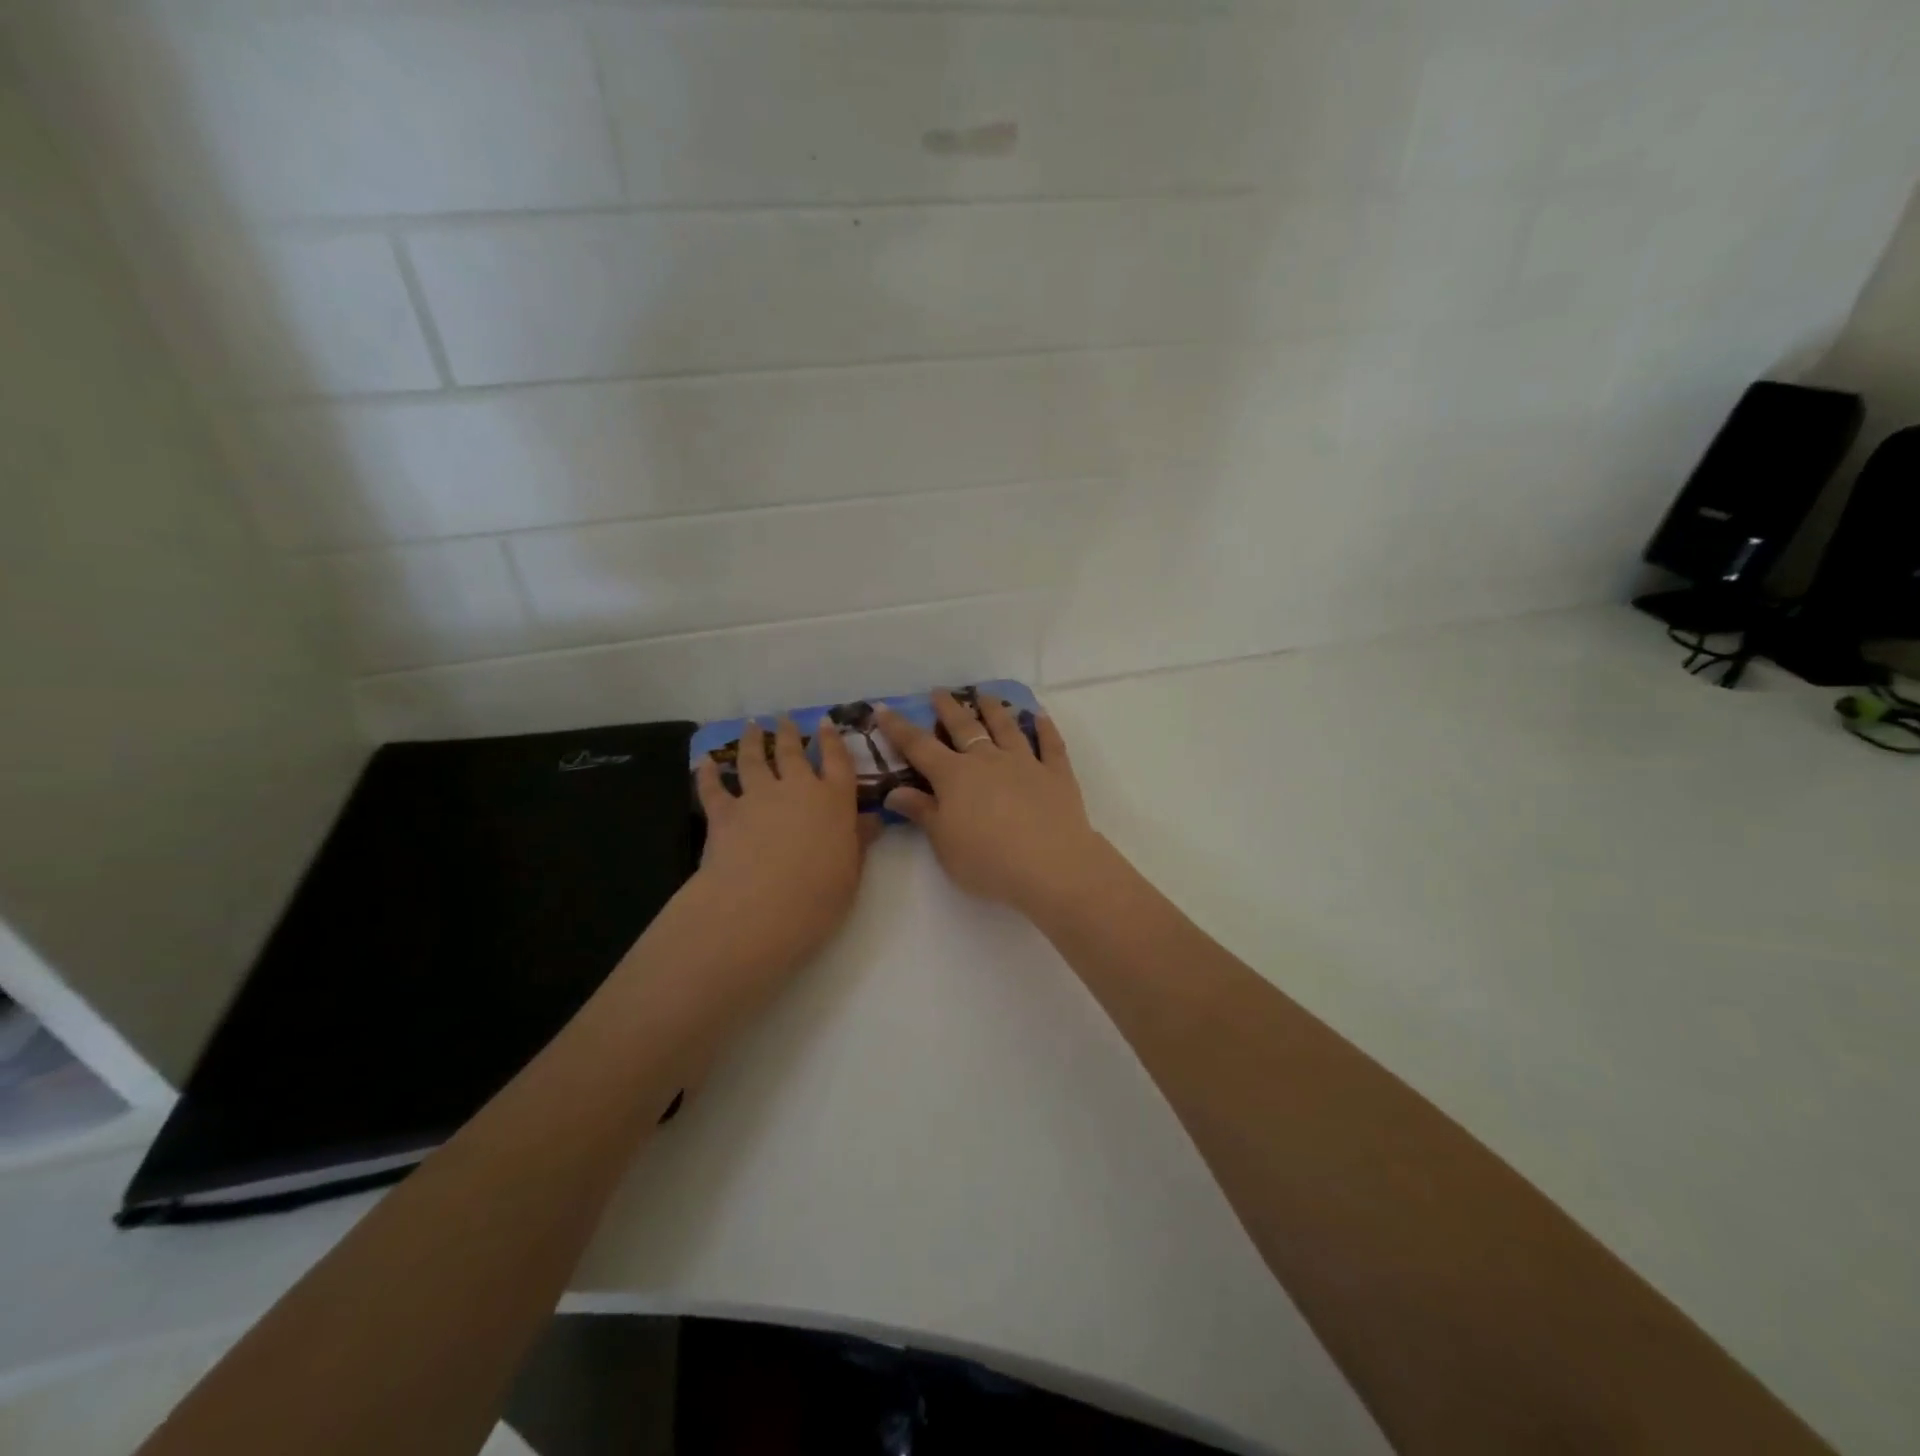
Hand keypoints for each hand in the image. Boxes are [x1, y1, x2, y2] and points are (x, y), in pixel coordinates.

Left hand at [690, 718, 876, 982]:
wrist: (759, 908)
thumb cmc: (818, 895)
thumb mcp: (851, 872)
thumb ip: (859, 841)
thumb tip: (873, 819)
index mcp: (834, 801)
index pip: (837, 761)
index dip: (832, 740)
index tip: (825, 721)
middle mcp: (796, 789)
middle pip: (792, 752)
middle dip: (788, 733)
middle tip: (782, 717)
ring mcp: (757, 798)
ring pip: (753, 760)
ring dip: (751, 741)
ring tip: (750, 727)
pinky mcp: (724, 814)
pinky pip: (714, 788)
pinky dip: (708, 774)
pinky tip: (706, 763)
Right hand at [876, 691, 1106, 913]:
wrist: (1051, 866)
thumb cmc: (988, 861)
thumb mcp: (944, 842)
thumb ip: (921, 812)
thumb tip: (893, 792)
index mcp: (955, 776)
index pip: (919, 746)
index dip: (899, 728)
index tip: (884, 709)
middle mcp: (988, 760)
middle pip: (964, 727)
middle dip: (948, 708)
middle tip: (939, 691)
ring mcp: (1025, 763)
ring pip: (1006, 728)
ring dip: (994, 709)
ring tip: (985, 695)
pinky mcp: (1056, 774)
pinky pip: (1050, 744)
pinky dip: (1045, 728)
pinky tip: (1040, 716)